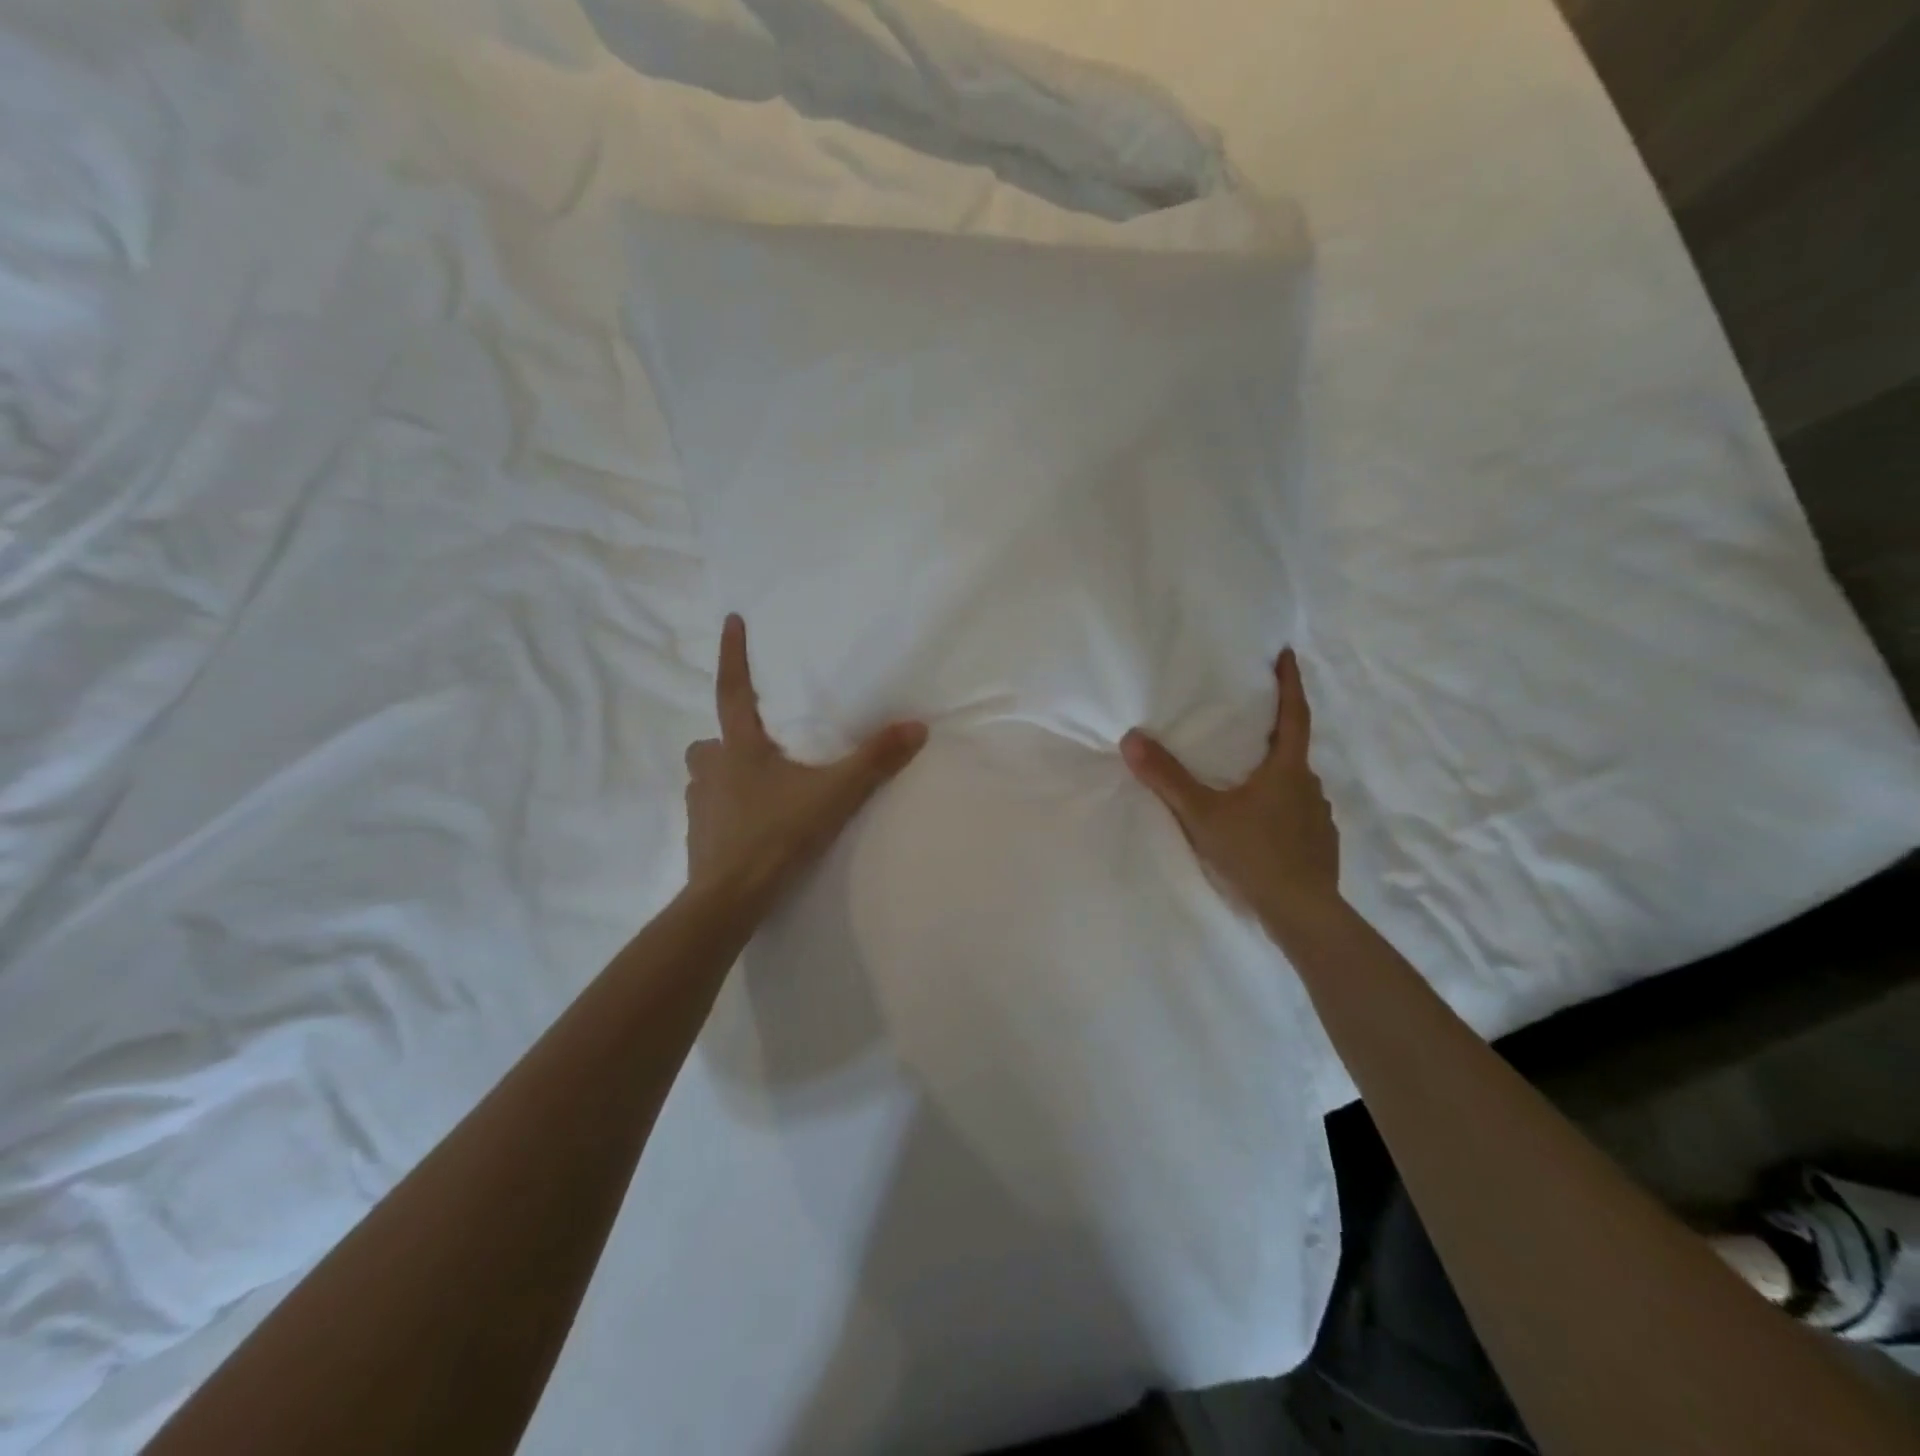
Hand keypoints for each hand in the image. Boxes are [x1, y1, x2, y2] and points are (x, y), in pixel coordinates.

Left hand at [684, 615, 927, 904]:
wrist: (729, 899)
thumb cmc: (776, 835)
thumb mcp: (834, 795)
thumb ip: (874, 761)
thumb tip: (917, 726)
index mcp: (739, 749)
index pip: (733, 690)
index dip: (733, 654)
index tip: (730, 620)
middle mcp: (712, 769)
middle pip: (711, 740)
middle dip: (728, 737)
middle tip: (755, 743)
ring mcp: (699, 805)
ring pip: (706, 776)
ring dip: (726, 774)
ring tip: (758, 788)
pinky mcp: (698, 838)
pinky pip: (710, 811)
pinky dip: (726, 810)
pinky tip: (750, 826)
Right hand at [1121, 648, 1339, 926]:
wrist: (1302, 913)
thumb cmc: (1255, 854)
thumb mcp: (1202, 815)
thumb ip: (1167, 778)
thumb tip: (1132, 738)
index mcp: (1287, 770)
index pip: (1293, 715)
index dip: (1290, 683)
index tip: (1287, 654)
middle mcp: (1309, 786)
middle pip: (1292, 750)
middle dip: (1273, 733)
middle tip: (1248, 723)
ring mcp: (1318, 817)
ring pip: (1293, 785)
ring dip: (1273, 775)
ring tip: (1245, 779)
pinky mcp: (1319, 844)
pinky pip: (1297, 813)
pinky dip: (1279, 808)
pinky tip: (1260, 824)